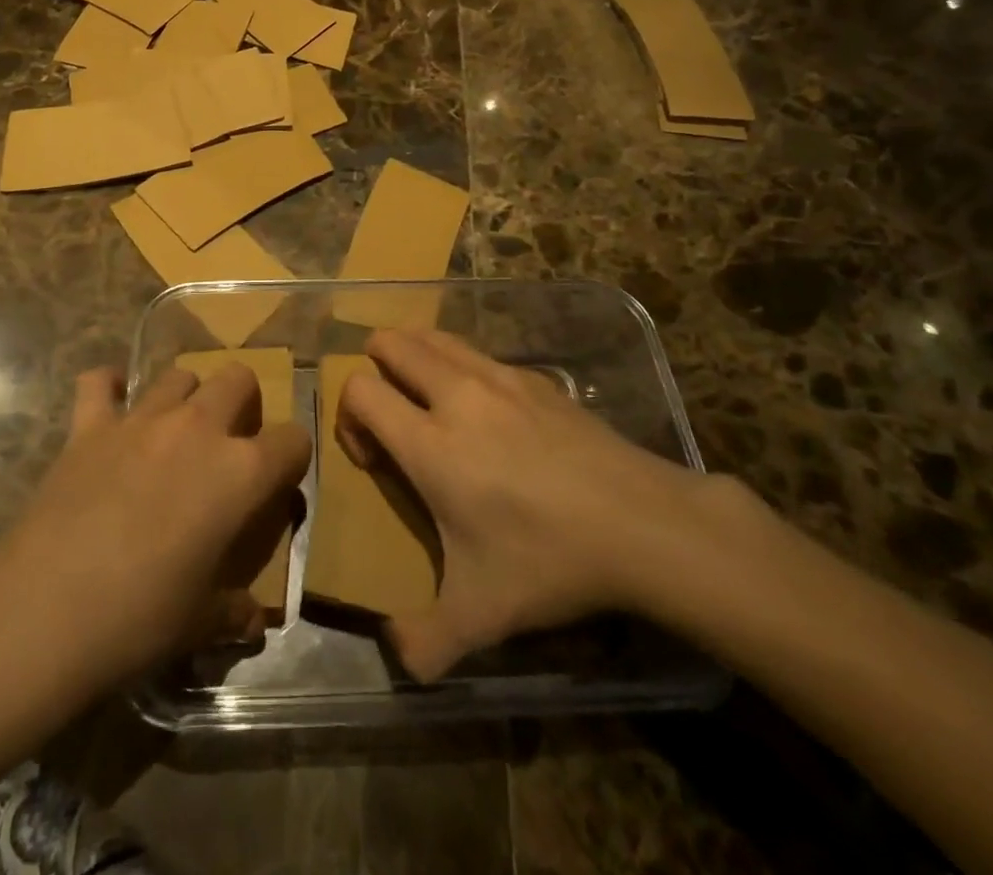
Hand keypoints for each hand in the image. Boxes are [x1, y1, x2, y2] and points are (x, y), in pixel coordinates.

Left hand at [0, 363, 311, 692]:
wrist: (46, 610)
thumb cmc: (140, 619)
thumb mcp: (201, 623)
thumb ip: (234, 610)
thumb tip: (253, 619)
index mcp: (240, 472)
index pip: (293, 440)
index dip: (292, 457)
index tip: (280, 479)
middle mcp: (198, 429)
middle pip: (238, 378)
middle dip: (243, 403)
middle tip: (227, 443)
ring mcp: (142, 420)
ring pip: (179, 374)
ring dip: (185, 396)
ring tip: (174, 431)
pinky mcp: (90, 425)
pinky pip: (99, 383)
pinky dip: (107, 388)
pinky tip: (109, 407)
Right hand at [338, 328, 730, 681]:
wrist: (643, 524)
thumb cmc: (549, 560)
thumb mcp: (482, 615)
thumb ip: (425, 641)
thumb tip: (398, 657)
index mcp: (429, 442)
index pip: (359, 389)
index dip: (349, 417)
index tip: (375, 459)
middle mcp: (456, 394)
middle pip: (390, 342)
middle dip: (374, 369)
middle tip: (394, 417)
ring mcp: (498, 377)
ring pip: (432, 335)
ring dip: (414, 356)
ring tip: (428, 401)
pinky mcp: (535, 376)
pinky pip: (477, 353)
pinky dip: (460, 367)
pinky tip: (488, 414)